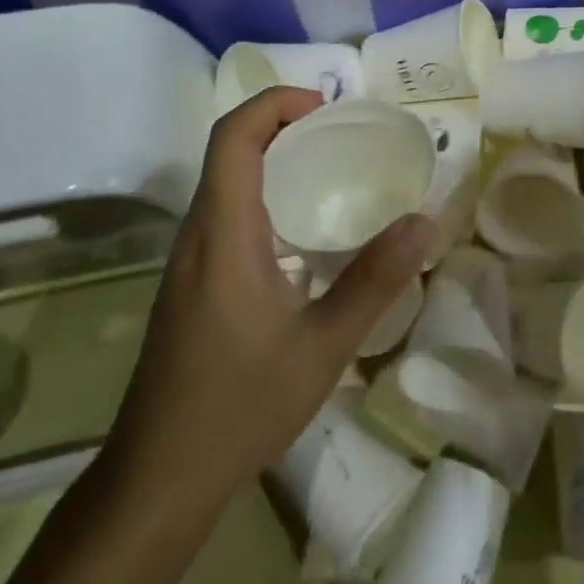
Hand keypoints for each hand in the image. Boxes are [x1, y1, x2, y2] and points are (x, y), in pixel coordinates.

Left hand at [99, 87, 434, 525]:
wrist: (158, 481)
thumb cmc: (239, 406)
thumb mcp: (323, 345)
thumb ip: (375, 279)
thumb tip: (426, 222)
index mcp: (223, 233)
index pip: (233, 137)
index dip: (275, 103)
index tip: (326, 106)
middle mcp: (198, 236)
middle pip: (229, 151)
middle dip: (282, 125)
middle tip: (342, 134)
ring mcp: (188, 262)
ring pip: (225, 183)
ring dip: (272, 160)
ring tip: (331, 172)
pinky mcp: (190, 286)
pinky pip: (225, 215)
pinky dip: (264, 196)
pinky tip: (304, 234)